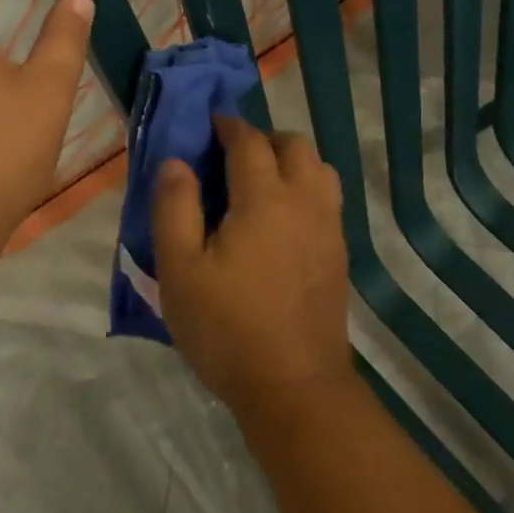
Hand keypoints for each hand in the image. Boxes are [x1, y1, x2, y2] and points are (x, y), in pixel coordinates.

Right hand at [152, 116, 354, 420]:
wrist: (294, 387)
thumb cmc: (227, 327)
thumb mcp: (180, 269)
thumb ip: (174, 207)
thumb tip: (176, 161)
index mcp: (264, 198)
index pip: (248, 141)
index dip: (228, 126)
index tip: (210, 124)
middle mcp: (304, 202)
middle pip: (294, 145)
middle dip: (263, 139)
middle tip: (232, 158)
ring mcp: (329, 228)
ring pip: (320, 169)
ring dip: (291, 162)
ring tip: (260, 185)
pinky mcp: (339, 254)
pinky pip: (328, 199)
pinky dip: (306, 189)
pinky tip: (283, 220)